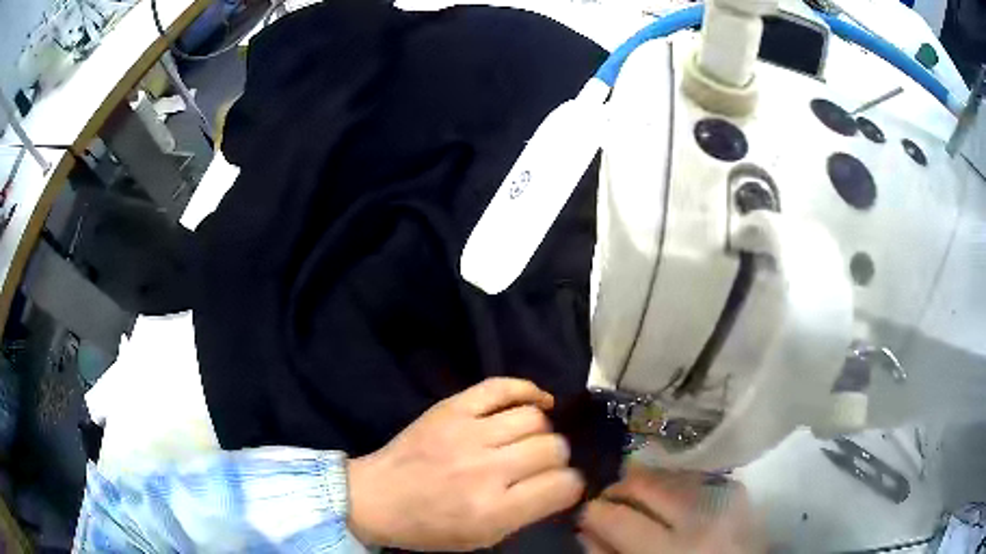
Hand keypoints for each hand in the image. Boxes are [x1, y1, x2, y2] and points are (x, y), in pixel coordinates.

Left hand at [347, 378, 583, 550]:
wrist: (377, 497)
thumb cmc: (429, 527)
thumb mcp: (483, 537)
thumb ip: (526, 512)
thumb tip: (560, 483)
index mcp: (494, 510)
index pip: (562, 485)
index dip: (570, 485)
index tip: (562, 485)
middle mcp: (486, 470)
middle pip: (553, 448)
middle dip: (558, 458)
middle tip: (543, 465)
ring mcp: (467, 433)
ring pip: (534, 418)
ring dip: (542, 431)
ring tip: (530, 440)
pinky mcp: (451, 409)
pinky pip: (501, 386)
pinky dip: (528, 389)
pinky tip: (538, 401)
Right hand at [578, 466, 764, 553]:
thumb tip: (586, 531)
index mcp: (670, 550)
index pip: (618, 517)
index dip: (594, 512)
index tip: (588, 512)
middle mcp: (700, 516)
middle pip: (646, 484)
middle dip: (620, 488)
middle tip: (610, 500)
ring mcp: (724, 498)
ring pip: (670, 474)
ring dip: (649, 484)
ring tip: (639, 498)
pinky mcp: (738, 490)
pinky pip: (695, 476)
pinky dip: (676, 483)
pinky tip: (670, 495)